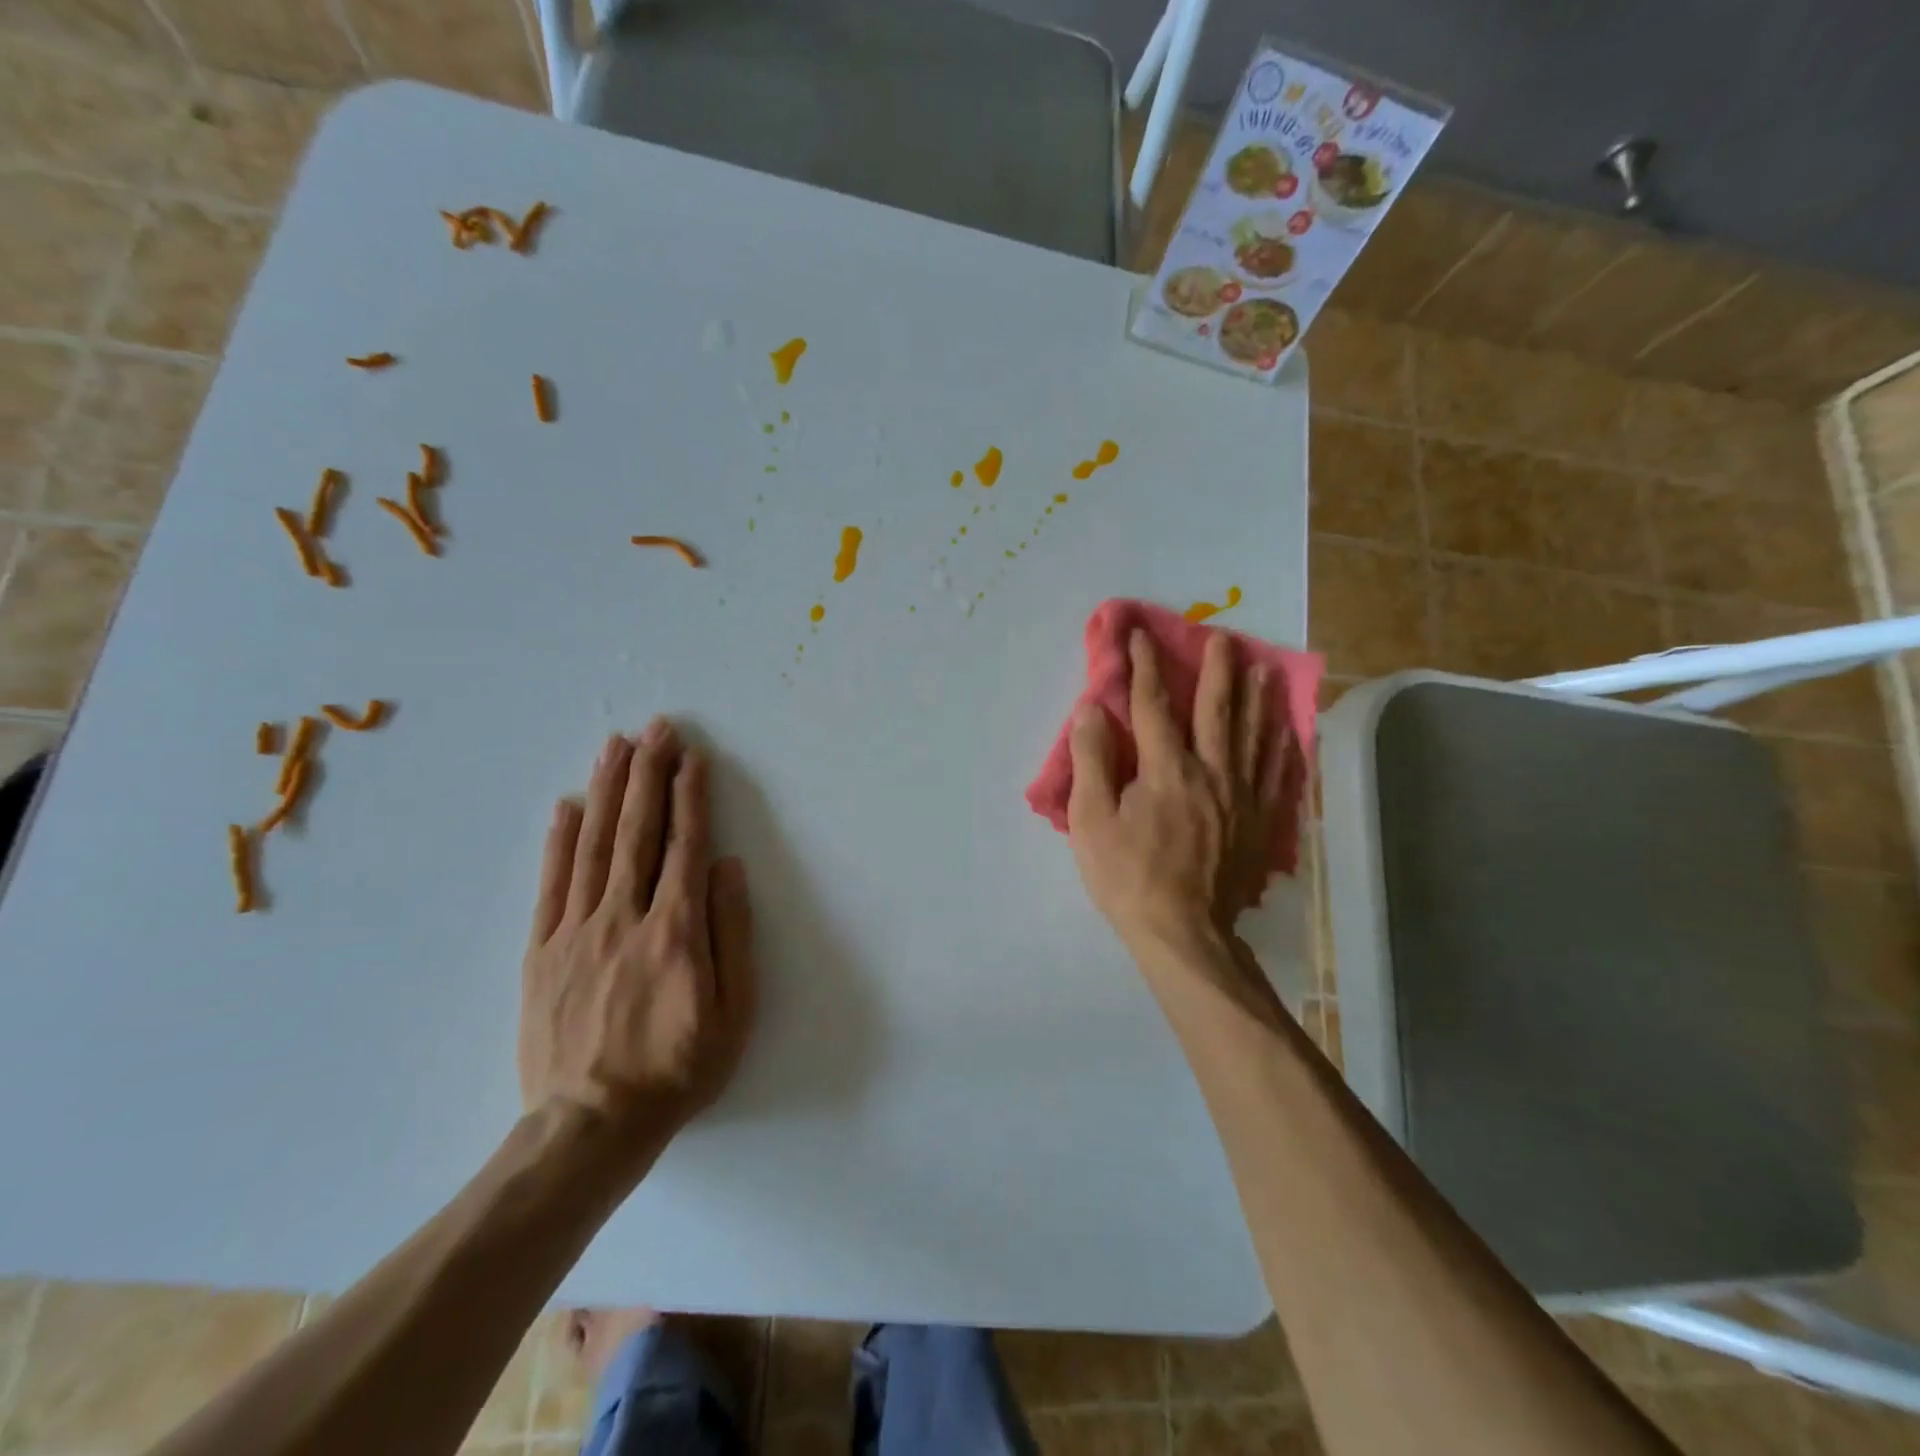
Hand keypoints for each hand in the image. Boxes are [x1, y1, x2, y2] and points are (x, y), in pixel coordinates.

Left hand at [520, 719, 756, 1155]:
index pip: (685, 846)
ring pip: (593, 846)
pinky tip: (567, 805)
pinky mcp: (541, 952)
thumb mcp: (734, 1011)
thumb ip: (732, 934)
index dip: (690, 796)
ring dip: (607, 790)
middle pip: (638, 832)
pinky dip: (559, 841)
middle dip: (649, 774)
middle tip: (655, 728)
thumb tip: (728, 868)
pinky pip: (550, 885)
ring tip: (615, 745)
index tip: (693, 757)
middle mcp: (624, 917)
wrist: (590, 1126)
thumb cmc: (678, 1069)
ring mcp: (576, 932)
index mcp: (675, 930)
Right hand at [1067, 630, 1289, 957]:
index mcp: (1167, 769)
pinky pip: (1276, 773)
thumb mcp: (1092, 821)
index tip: (1139, 635)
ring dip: (1256, 698)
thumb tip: (1092, 709)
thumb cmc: (1129, 877)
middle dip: (1217, 670)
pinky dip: (1281, 745)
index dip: (1144, 667)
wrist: (1185, 933)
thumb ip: (1092, 761)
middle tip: (1222, 637)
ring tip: (1261, 668)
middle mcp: (1212, 772)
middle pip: (1217, 710)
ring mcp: (1242, 797)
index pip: (1153, 705)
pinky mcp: (1260, 822)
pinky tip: (1286, 729)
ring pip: (1253, 735)